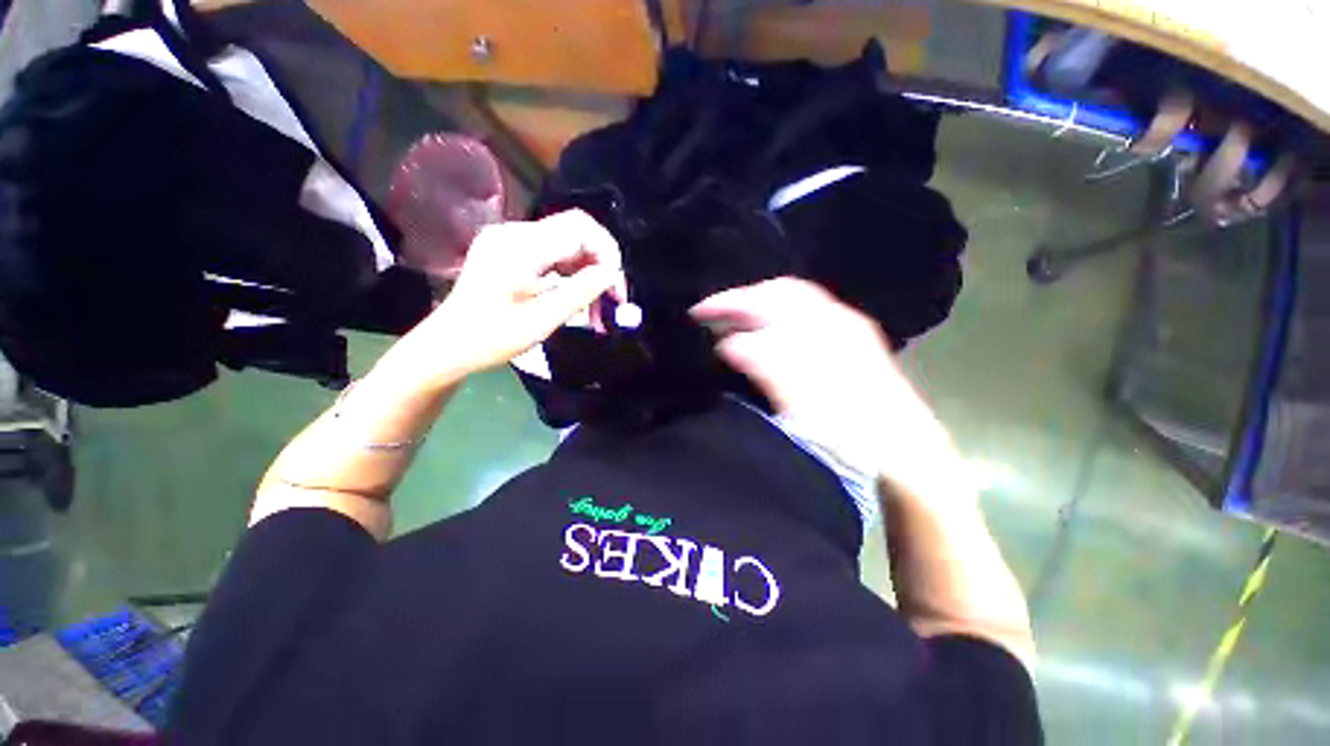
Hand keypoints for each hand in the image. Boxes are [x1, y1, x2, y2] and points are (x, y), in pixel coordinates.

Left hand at [410, 210, 626, 380]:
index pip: (580, 229)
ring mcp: (509, 240)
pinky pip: (550, 253)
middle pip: (575, 232)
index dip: (607, 253)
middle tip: (611, 298)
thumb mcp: (544, 318)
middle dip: (600, 263)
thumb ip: (582, 291)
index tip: (616, 287)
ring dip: (586, 271)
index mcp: (520, 246)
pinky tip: (575, 296)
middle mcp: (514, 233)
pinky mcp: (508, 251)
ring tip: (596, 306)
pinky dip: (569, 273)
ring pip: (565, 243)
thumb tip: (611, 275)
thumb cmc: (494, 337)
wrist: (448, 345)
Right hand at [691, 278, 960, 498]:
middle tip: (711, 315)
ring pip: (790, 306)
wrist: (902, 453)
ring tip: (730, 326)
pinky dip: (773, 325)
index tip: (697, 313)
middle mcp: (835, 319)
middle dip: (743, 300)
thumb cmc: (850, 429)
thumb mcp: (801, 400)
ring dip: (757, 311)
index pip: (768, 297)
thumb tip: (728, 342)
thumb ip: (765, 364)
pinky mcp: (847, 346)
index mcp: (825, 326)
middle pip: (780, 293)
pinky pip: (801, 322)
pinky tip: (763, 342)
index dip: (730, 302)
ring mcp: (844, 331)